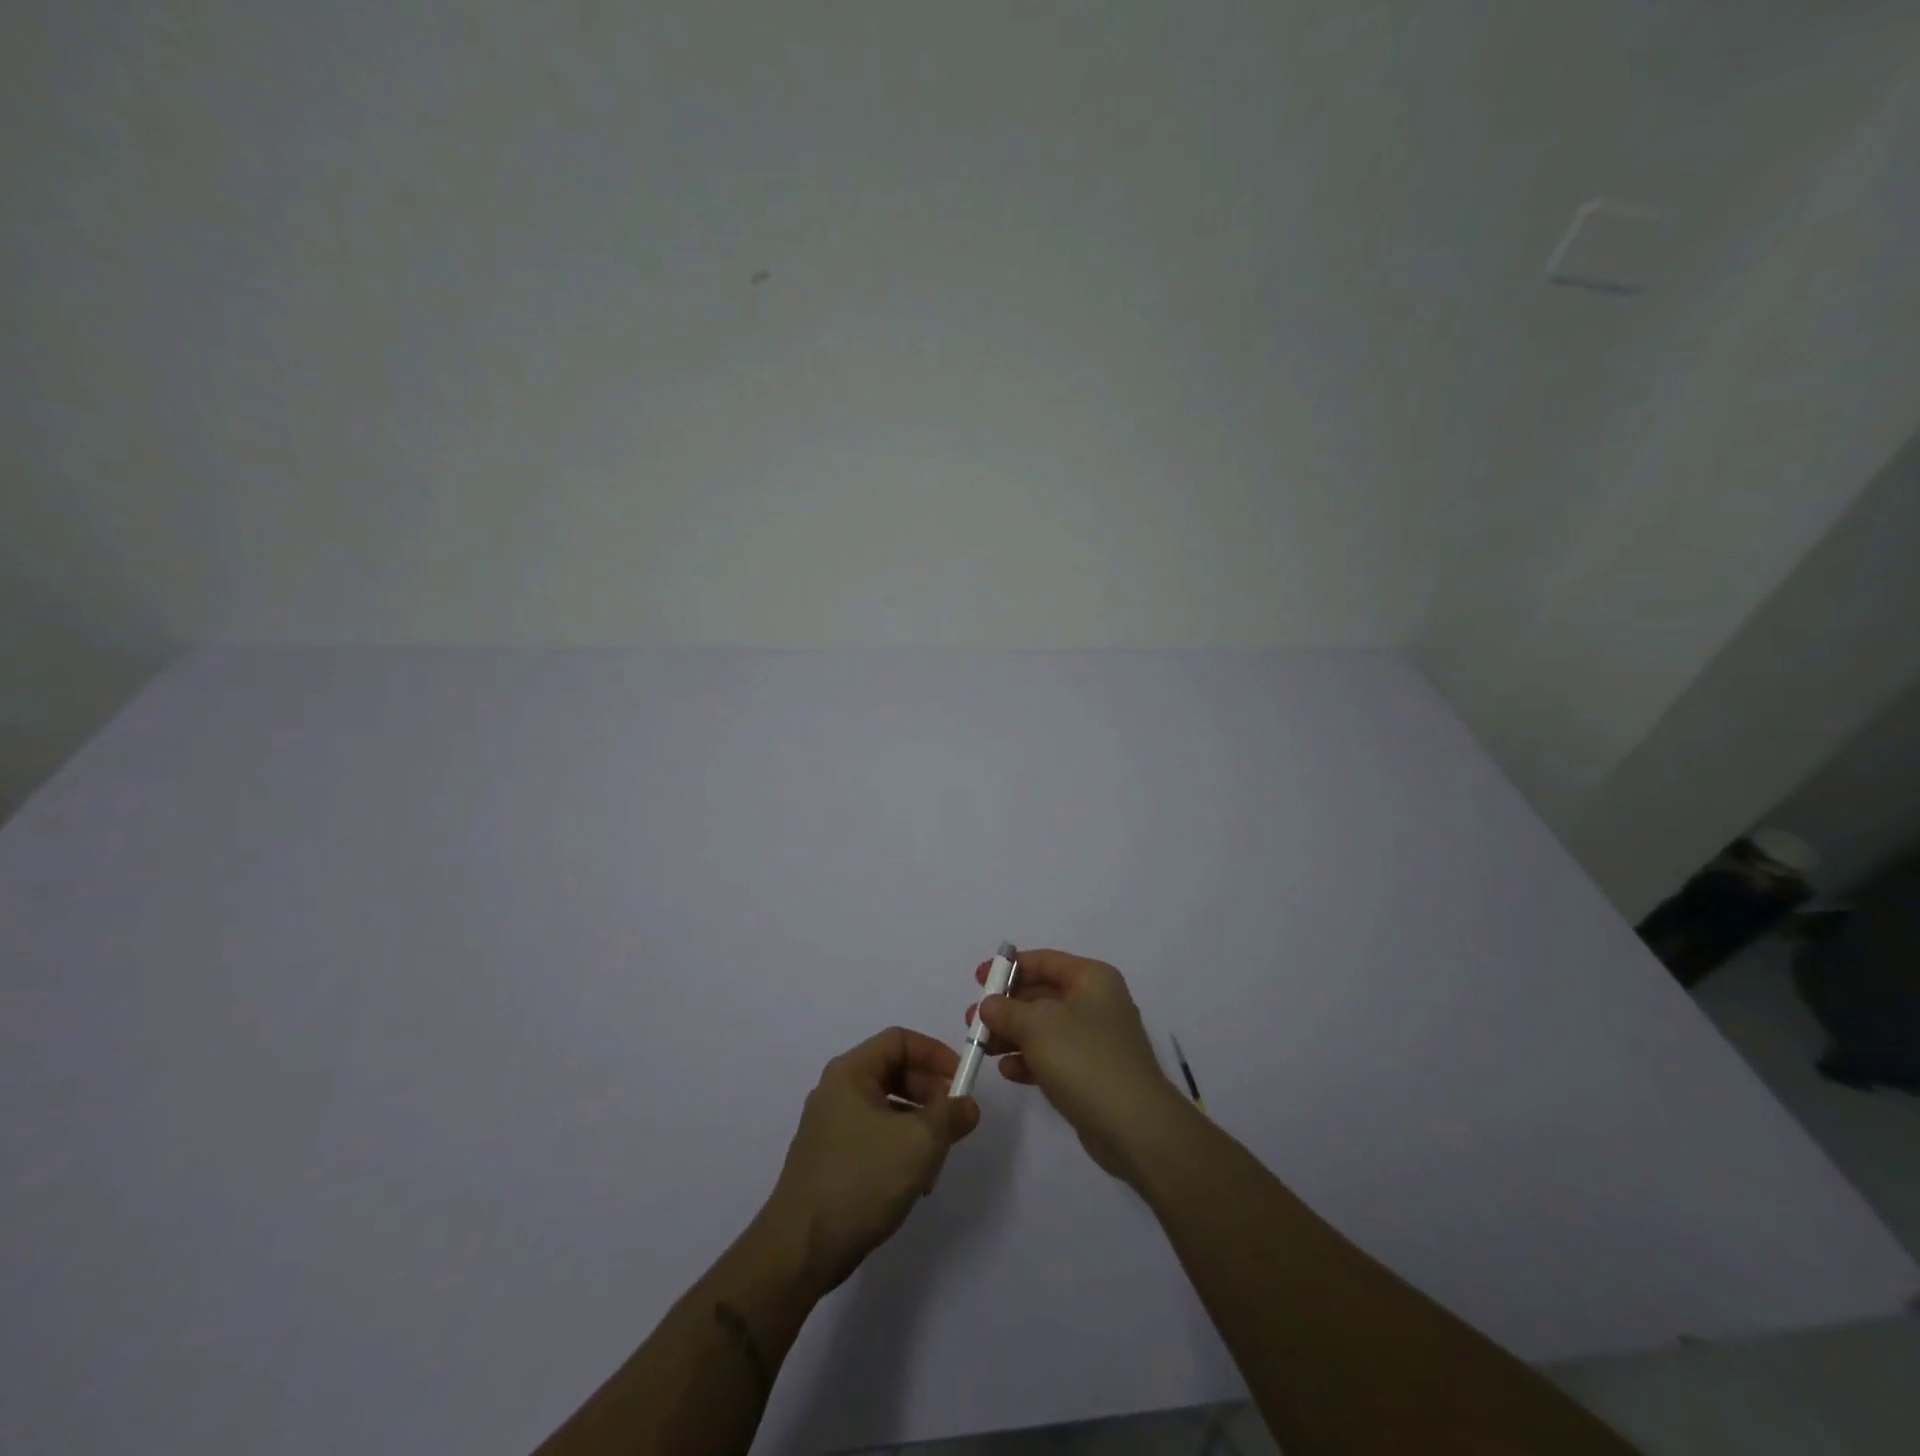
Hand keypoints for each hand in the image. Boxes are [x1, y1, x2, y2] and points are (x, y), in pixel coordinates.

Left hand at [762, 1027, 980, 1295]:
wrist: (801, 1250)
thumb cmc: (861, 1180)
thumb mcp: (919, 1142)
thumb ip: (950, 1116)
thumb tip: (967, 1105)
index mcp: (850, 1073)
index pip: (899, 1040)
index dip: (935, 1053)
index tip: (962, 1080)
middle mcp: (837, 1091)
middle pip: (894, 1072)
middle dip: (930, 1092)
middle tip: (955, 1120)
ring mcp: (831, 1126)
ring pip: (887, 1107)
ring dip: (920, 1124)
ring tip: (939, 1157)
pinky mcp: (832, 1159)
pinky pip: (875, 1136)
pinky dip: (901, 1146)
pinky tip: (916, 1181)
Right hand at [968, 949, 1192, 1186]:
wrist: (1135, 1126)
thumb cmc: (1085, 1059)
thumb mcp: (1038, 1025)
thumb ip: (1007, 1010)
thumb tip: (990, 1005)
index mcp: (1092, 979)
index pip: (1045, 961)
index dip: (1009, 967)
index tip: (978, 979)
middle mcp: (1096, 1003)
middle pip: (1042, 995)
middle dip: (1006, 1006)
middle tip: (973, 1020)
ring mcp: (1095, 1041)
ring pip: (1044, 1028)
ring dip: (1013, 1035)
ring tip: (982, 1048)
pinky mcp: (1092, 1074)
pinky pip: (1053, 1057)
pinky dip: (1030, 1060)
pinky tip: (1008, 1071)